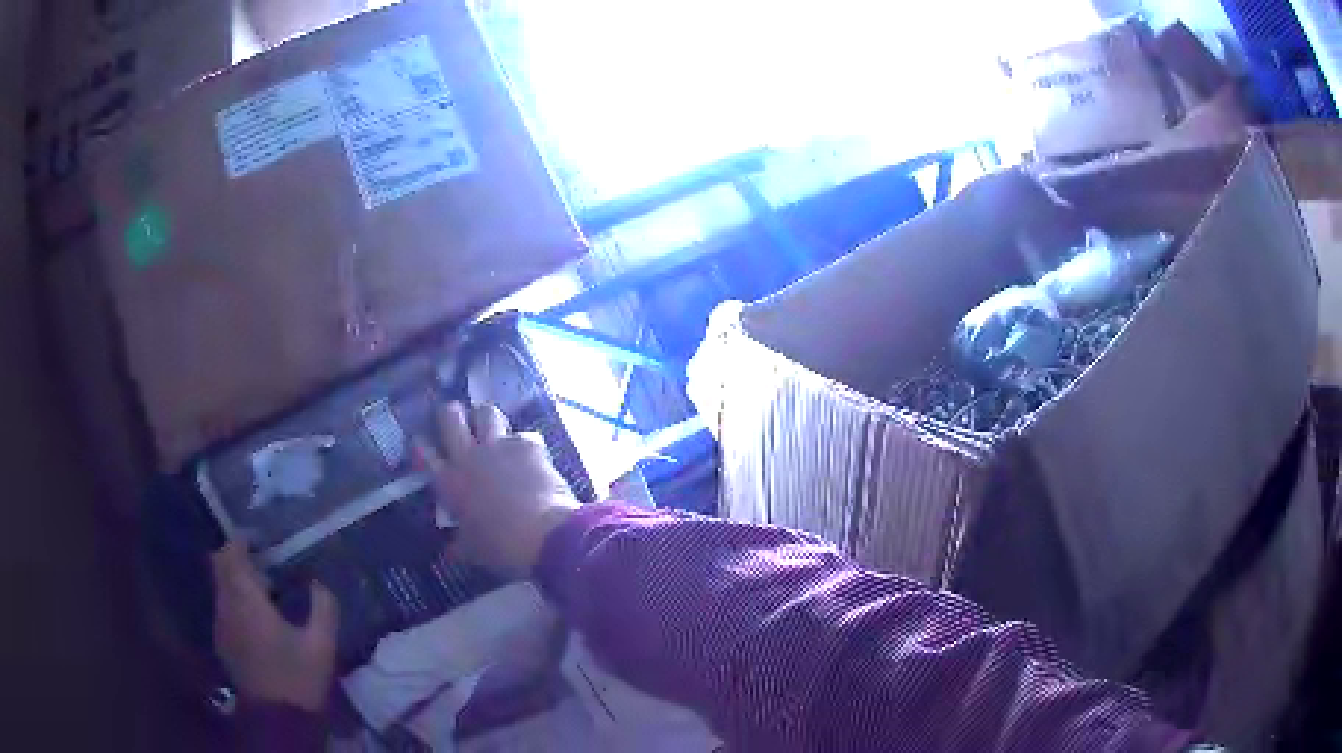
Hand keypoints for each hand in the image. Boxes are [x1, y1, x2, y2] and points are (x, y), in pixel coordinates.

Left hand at [210, 543, 338, 711]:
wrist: (278, 720)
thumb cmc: (299, 679)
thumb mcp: (322, 645)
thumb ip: (323, 608)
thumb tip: (319, 583)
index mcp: (247, 601)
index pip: (230, 554)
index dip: (242, 540)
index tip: (261, 539)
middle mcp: (226, 607)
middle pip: (220, 567)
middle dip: (238, 558)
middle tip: (265, 565)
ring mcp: (221, 625)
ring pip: (221, 587)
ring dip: (237, 581)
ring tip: (266, 594)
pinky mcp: (223, 643)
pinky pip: (224, 608)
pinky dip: (237, 602)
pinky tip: (259, 621)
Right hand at [416, 401, 578, 578]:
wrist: (543, 534)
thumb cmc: (500, 547)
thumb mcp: (471, 551)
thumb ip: (459, 544)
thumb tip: (452, 550)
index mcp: (449, 483)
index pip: (424, 453)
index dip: (421, 445)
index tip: (422, 443)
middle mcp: (468, 457)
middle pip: (450, 417)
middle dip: (449, 414)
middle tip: (454, 418)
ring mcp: (499, 446)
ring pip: (485, 412)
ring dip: (485, 417)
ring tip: (489, 425)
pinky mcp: (528, 445)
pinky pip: (523, 435)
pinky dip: (524, 445)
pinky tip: (530, 456)